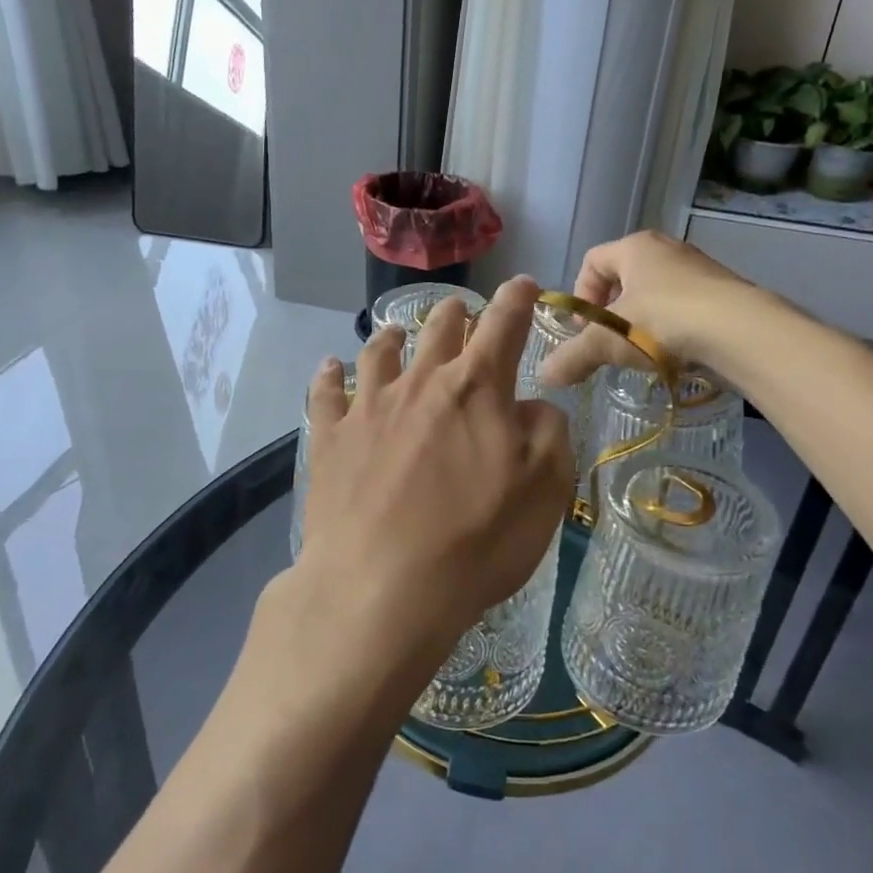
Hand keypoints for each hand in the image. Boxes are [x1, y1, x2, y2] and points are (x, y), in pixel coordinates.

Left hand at [291, 277, 575, 680]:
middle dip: (456, 314)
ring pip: (380, 352)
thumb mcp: (545, 490)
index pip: (504, 326)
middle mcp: (420, 383)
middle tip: (462, 311)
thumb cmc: (475, 541)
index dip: (518, 300)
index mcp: (476, 389)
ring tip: (396, 332)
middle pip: (439, 330)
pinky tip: (329, 367)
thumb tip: (529, 406)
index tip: (525, 284)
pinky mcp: (330, 439)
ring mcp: (369, 407)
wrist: (381, 588)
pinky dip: (329, 375)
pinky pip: (325, 393)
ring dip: (393, 336)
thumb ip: (547, 432)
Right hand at [539, 231, 749, 386]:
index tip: (585, 329)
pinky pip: (685, 308)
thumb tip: (544, 375)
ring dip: (641, 322)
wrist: (741, 331)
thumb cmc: (663, 322)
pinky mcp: (724, 293)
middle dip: (610, 311)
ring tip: (642, 353)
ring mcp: (700, 269)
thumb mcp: (608, 342)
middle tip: (609, 343)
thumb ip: (574, 356)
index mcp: (635, 247)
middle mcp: (668, 249)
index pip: (592, 261)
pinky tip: (673, 356)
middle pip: (624, 277)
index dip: (581, 295)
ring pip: (656, 294)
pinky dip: (672, 330)